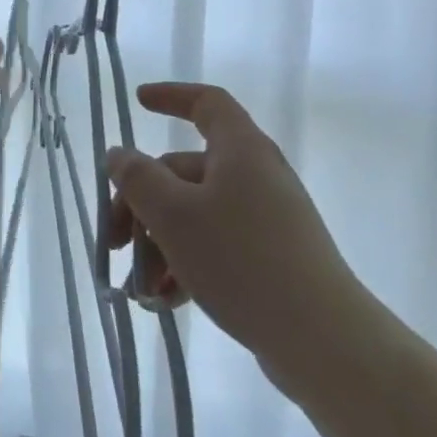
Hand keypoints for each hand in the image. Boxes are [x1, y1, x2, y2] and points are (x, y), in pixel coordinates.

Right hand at [103, 83, 375, 401]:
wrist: (322, 340)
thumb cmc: (240, 260)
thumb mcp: (172, 215)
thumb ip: (137, 178)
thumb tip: (119, 154)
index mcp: (240, 150)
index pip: (206, 103)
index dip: (171, 96)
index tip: (137, 103)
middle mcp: (256, 176)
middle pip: (184, 171)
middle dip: (141, 205)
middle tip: (114, 244)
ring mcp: (267, 220)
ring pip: (195, 215)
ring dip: (158, 245)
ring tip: (139, 289)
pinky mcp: (272, 259)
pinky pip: (216, 247)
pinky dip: (185, 265)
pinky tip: (164, 301)